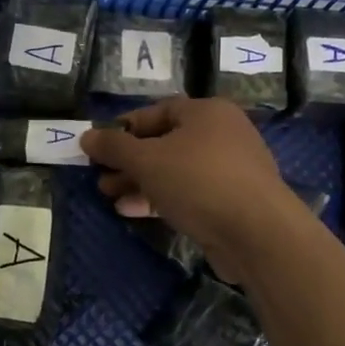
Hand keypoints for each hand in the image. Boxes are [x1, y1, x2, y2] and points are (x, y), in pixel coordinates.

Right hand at [81, 98, 299, 282]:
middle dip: (128, 161)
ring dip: (139, 182)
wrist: (257, 234)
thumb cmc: (199, 181)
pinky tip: (132, 210)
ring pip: (173, 170)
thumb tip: (87, 136)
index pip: (155, 112)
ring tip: (109, 195)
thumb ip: (114, 147)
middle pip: (163, 142)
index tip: (97, 147)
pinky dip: (160, 198)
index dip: (123, 128)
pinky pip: (187, 193)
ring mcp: (228, 170)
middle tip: (99, 176)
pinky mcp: (230, 201)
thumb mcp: (147, 160)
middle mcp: (221, 135)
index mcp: (206, 113)